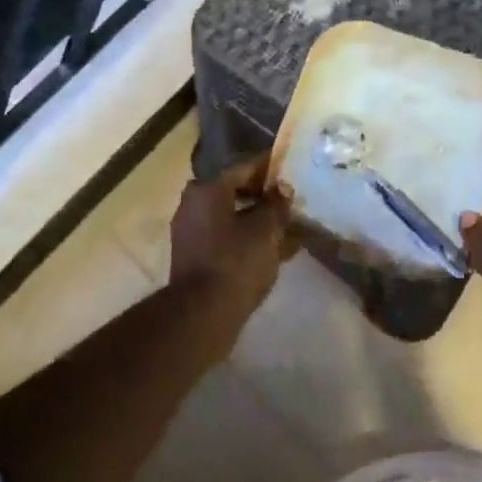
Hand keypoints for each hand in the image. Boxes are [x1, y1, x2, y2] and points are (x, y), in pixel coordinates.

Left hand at [170, 155, 294, 316]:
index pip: (244, 167)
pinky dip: (247, 238)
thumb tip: (282, 189)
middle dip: (265, 196)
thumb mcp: (265, 230)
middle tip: (291, 200)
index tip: (291, 169)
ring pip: (232, 216)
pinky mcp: (194, 255)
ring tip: (289, 226)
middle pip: (236, 191)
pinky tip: (274, 249)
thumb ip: (277, 205)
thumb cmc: (235, 262)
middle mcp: (193, 203)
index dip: (270, 168)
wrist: (202, 314)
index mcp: (208, 188)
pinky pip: (225, 236)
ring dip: (258, 219)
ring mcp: (190, 230)